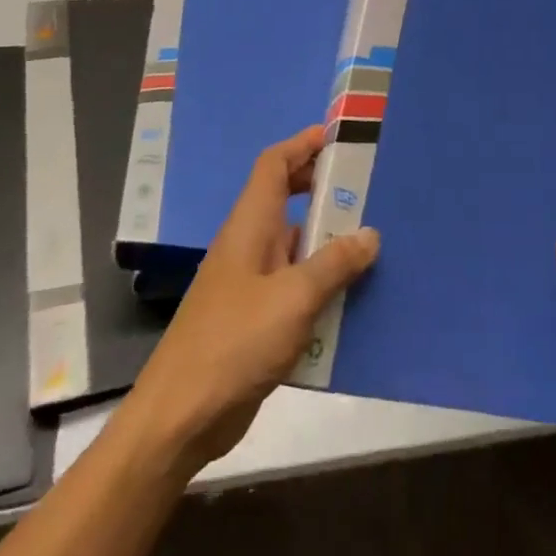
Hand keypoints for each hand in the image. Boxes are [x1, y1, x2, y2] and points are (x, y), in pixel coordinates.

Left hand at [118, 126, 380, 477]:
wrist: (181, 416)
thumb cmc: (234, 342)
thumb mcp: (293, 299)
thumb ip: (334, 264)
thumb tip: (369, 234)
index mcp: (250, 225)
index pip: (274, 164)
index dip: (303, 144)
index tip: (340, 138)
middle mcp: (249, 245)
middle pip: (285, 199)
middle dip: (323, 190)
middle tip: (368, 190)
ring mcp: (250, 283)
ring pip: (295, 246)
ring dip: (328, 242)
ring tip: (375, 241)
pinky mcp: (256, 319)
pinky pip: (295, 286)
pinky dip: (322, 284)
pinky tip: (355, 300)